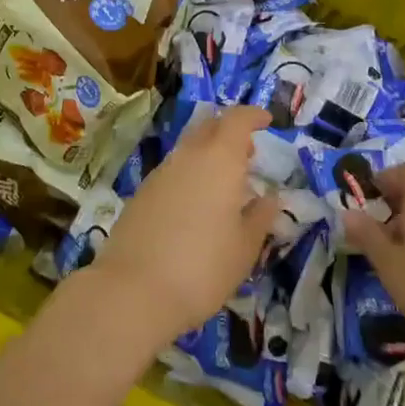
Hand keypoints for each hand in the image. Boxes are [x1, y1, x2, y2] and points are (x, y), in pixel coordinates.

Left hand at [92, 105, 279, 343]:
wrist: (134, 289)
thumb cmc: (202, 267)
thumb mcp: (244, 248)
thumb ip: (260, 218)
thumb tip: (270, 198)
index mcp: (219, 159)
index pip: (237, 119)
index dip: (253, 115)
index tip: (267, 120)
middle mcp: (188, 155)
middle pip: (210, 126)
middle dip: (230, 132)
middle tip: (248, 153)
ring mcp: (161, 172)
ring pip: (189, 148)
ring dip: (209, 154)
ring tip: (226, 182)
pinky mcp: (142, 192)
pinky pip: (174, 170)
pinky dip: (190, 174)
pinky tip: (197, 203)